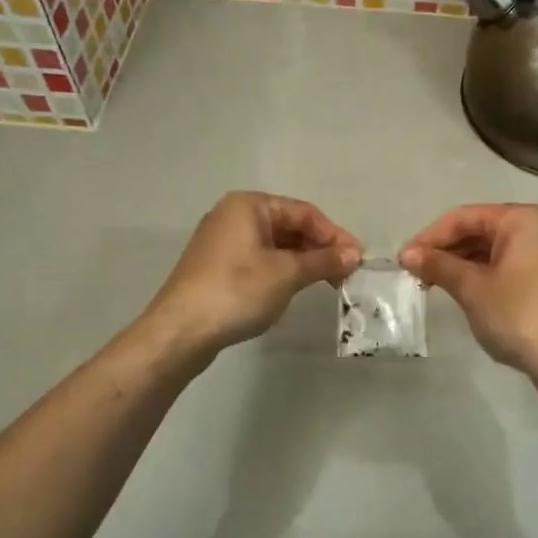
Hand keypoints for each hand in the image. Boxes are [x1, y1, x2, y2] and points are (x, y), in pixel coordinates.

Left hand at [148, 192, 361, 356]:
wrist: (181, 331)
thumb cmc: (237, 291)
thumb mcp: (286, 274)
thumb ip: (323, 261)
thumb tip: (354, 255)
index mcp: (249, 206)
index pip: (304, 212)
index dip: (334, 235)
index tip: (357, 260)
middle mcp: (234, 216)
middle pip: (290, 227)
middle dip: (319, 249)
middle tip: (345, 275)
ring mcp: (223, 243)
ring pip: (276, 246)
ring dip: (303, 263)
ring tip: (326, 285)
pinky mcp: (218, 268)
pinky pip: (260, 261)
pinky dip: (282, 272)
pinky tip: (294, 291)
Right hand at [400, 204, 537, 376]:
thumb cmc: (516, 312)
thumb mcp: (471, 287)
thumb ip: (438, 265)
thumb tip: (407, 254)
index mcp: (519, 219)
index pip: (463, 217)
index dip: (430, 237)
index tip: (404, 260)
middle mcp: (536, 228)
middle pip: (479, 230)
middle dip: (445, 250)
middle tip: (416, 273)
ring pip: (492, 250)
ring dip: (461, 264)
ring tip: (433, 283)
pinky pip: (506, 266)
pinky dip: (482, 274)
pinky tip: (462, 291)